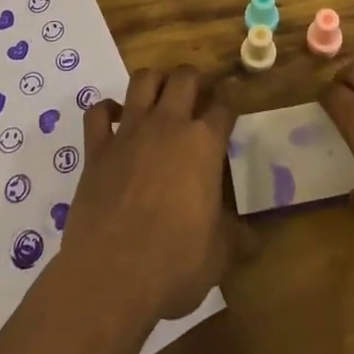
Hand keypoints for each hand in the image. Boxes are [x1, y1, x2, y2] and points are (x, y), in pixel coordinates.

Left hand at [56, 67, 242, 325]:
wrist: (111, 277)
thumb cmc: (173, 264)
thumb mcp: (218, 256)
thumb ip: (236, 238)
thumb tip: (255, 241)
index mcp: (203, 143)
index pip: (224, 107)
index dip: (229, 107)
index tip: (229, 114)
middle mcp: (168, 124)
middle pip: (184, 77)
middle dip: (194, 80)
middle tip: (196, 97)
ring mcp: (129, 131)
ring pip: (143, 80)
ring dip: (154, 81)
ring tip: (159, 96)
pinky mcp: (97, 148)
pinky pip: (98, 112)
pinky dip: (106, 110)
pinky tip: (114, 119)